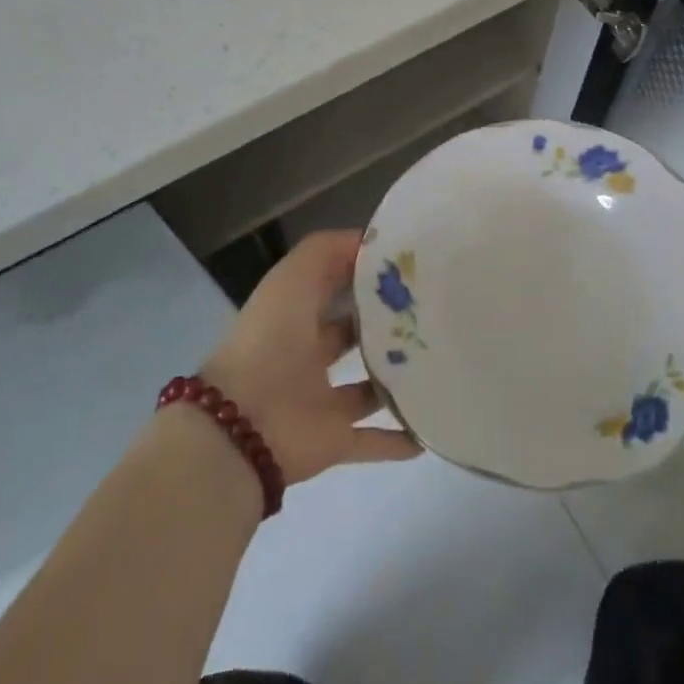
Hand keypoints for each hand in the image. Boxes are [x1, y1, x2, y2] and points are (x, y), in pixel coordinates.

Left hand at [201, 229, 421, 485]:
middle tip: (434, 313)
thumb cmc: (272, 338)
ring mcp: (321, 400)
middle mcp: (308, 353)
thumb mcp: (296, 275)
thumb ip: (330, 250)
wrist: (243, 424)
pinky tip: (429, 430)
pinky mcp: (334, 440)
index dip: (366, 272)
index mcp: (296, 313)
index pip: (335, 284)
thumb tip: (372, 241)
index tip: (411, 266)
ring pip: (368, 387)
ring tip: (440, 364)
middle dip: (386, 324)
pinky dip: (398, 440)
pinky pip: (372, 441)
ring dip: (395, 379)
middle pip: (353, 335)